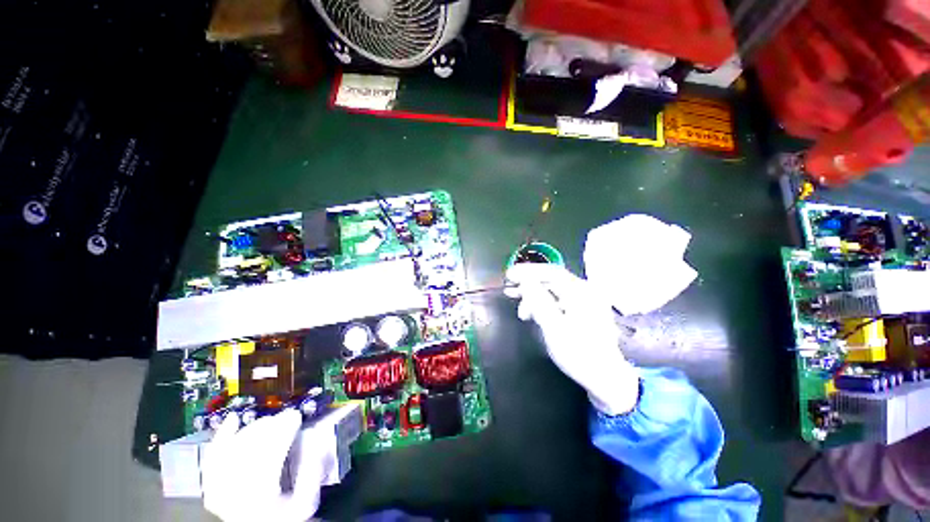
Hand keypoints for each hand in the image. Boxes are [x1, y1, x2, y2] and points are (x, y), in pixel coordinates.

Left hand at [202, 409, 324, 521]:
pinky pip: (213, 457)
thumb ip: (312, 474)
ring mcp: (220, 489)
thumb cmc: (285, 517)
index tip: (296, 416)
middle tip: (287, 415)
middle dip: (270, 427)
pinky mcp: (212, 486)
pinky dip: (222, 436)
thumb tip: (320, 441)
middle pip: (250, 449)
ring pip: (233, 449)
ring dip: (253, 429)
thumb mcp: (306, 503)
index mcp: (260, 495)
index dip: (282, 430)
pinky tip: (231, 419)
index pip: (269, 453)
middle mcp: (235, 492)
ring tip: (269, 420)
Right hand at [506, 263, 638, 415]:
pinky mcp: (582, 311)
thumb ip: (539, 301)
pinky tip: (532, 312)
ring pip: (553, 290)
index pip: (551, 272)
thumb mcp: (554, 328)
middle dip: (528, 284)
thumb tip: (525, 280)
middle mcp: (585, 292)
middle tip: (509, 289)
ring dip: (533, 295)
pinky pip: (558, 300)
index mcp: (581, 292)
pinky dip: (542, 303)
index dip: (528, 271)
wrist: (605, 379)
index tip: (510, 275)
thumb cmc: (579, 354)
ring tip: (517, 304)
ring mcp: (585, 301)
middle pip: (552, 280)